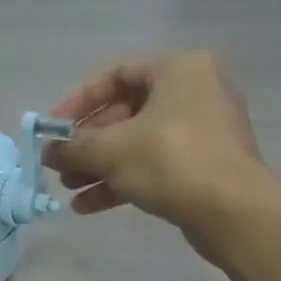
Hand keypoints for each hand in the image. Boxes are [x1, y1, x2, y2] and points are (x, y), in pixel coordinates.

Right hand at [42, 52, 271, 233]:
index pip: (117, 72)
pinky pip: (155, 165)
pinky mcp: (205, 165)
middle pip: (126, 112)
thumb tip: (47, 151)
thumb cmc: (170, 163)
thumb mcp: (111, 151)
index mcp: (178, 69)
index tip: (54, 128)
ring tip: (69, 189)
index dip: (79, 99)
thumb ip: (72, 147)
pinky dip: (123, 181)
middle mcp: (195, 91)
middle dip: (88, 142)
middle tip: (60, 165)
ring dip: (100, 166)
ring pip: (138, 142)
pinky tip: (89, 205)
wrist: (232, 211)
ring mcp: (203, 130)